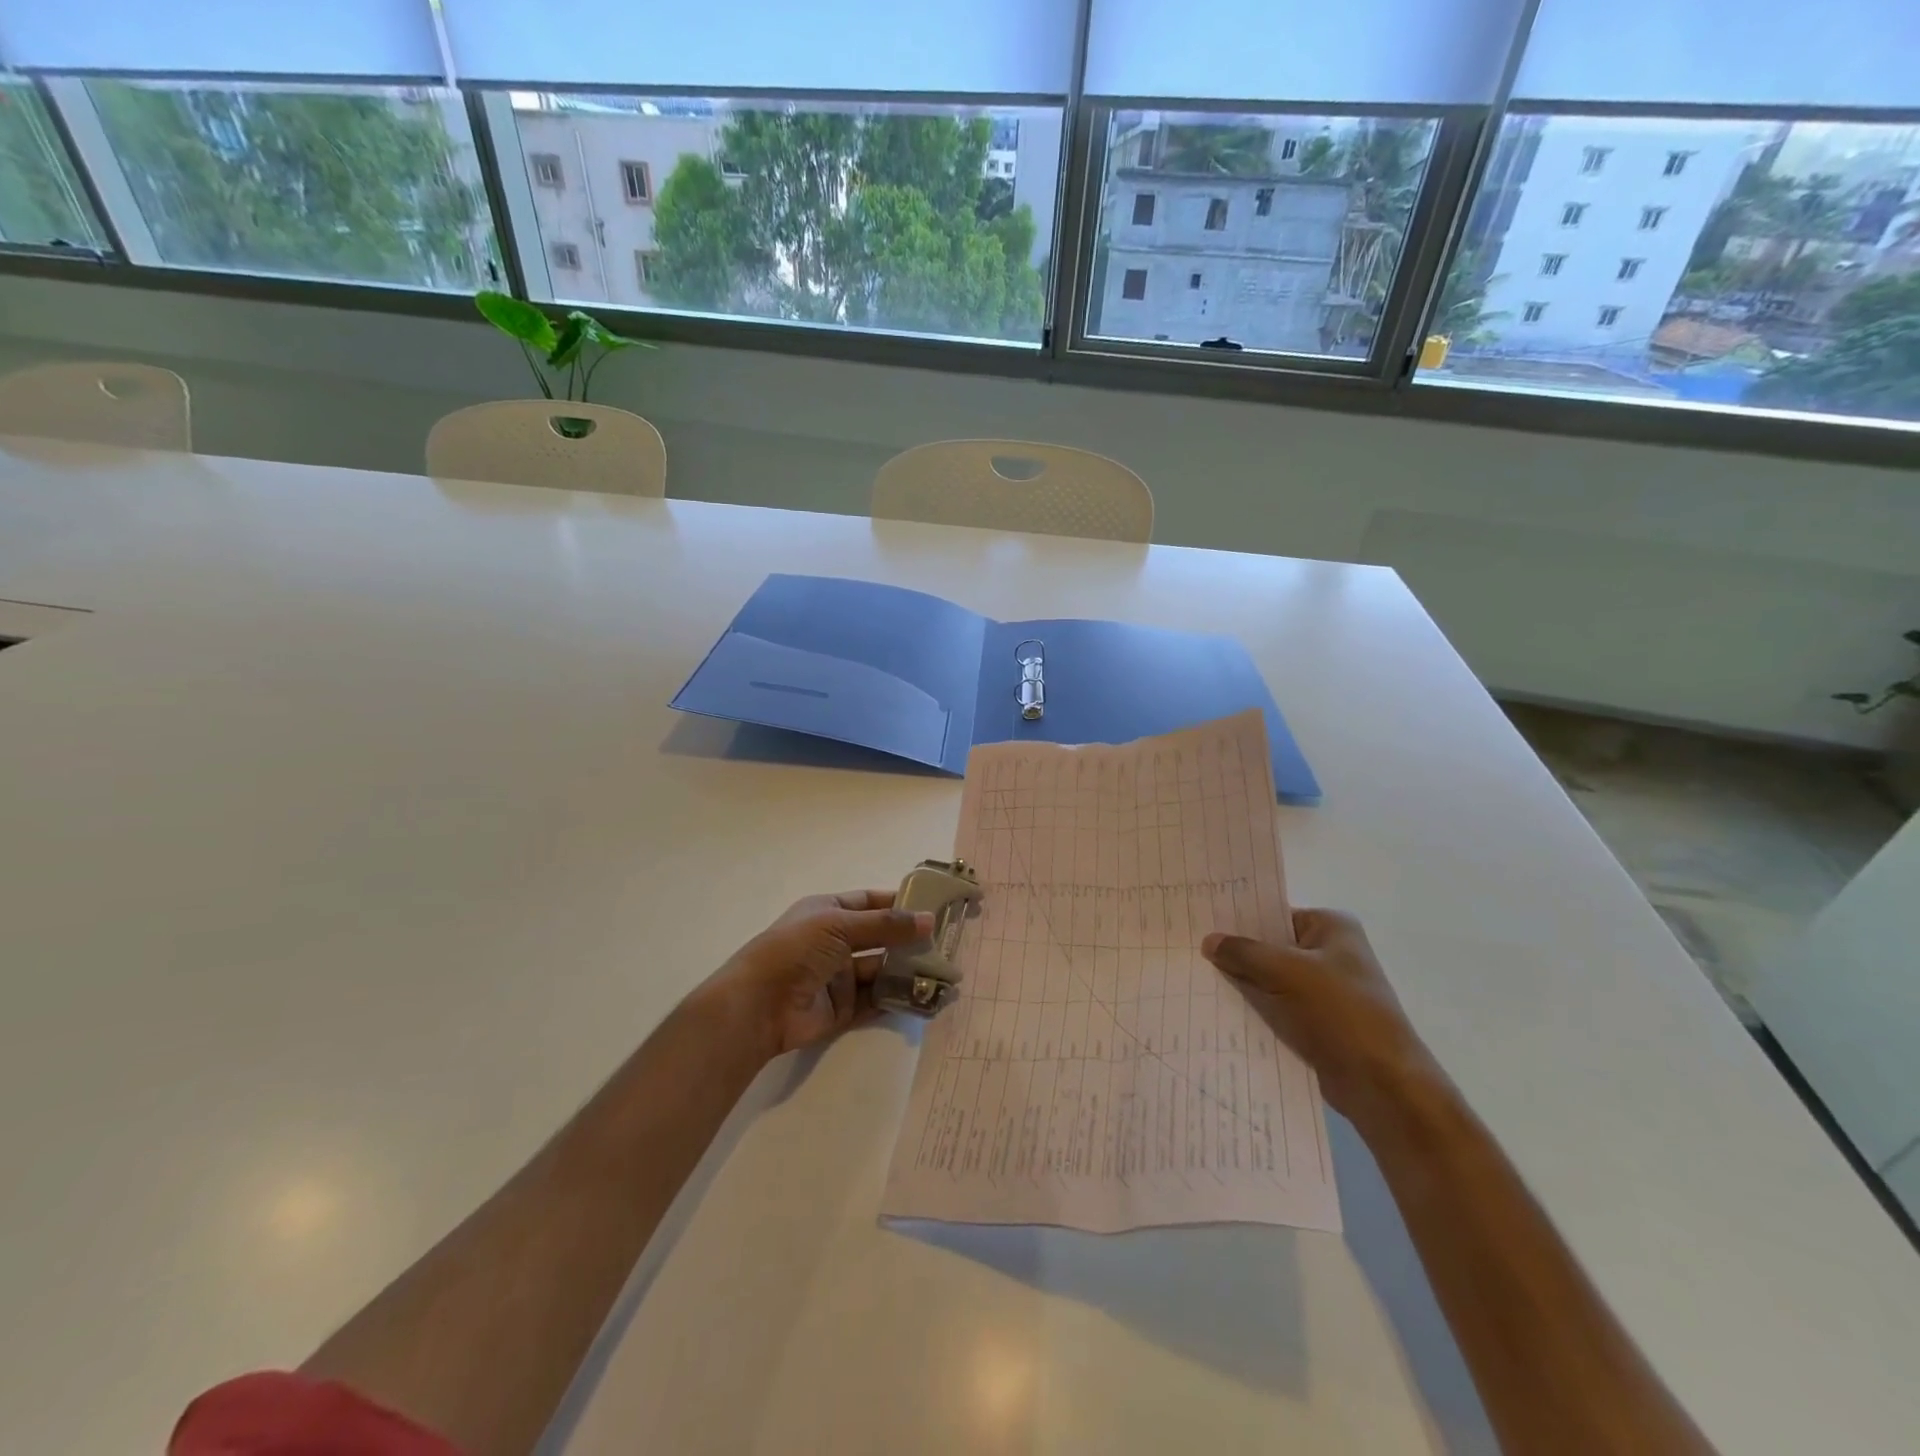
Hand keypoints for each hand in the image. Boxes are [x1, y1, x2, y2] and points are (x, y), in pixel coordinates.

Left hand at [703, 890, 933, 1060]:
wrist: (759, 1005)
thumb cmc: (796, 950)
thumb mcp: (840, 926)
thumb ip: (886, 925)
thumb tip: (928, 920)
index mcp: (828, 912)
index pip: (870, 902)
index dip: (898, 903)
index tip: (932, 906)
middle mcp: (835, 942)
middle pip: (880, 937)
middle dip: (909, 939)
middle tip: (947, 942)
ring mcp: (839, 976)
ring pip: (882, 970)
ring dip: (908, 970)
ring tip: (944, 971)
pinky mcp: (843, 1008)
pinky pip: (877, 1000)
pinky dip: (899, 998)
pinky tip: (925, 996)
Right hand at [1202, 909, 1440, 1125]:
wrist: (1382, 1084)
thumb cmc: (1340, 1012)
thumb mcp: (1286, 972)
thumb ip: (1244, 953)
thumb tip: (1208, 941)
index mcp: (1331, 927)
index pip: (1275, 913)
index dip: (1239, 918)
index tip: (1201, 920)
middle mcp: (1330, 953)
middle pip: (1271, 946)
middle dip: (1236, 952)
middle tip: (1190, 948)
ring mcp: (1325, 989)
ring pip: (1270, 978)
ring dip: (1243, 983)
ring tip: (1196, 977)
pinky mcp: (1317, 1022)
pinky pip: (1276, 1006)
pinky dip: (1254, 1008)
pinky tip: (1219, 1008)